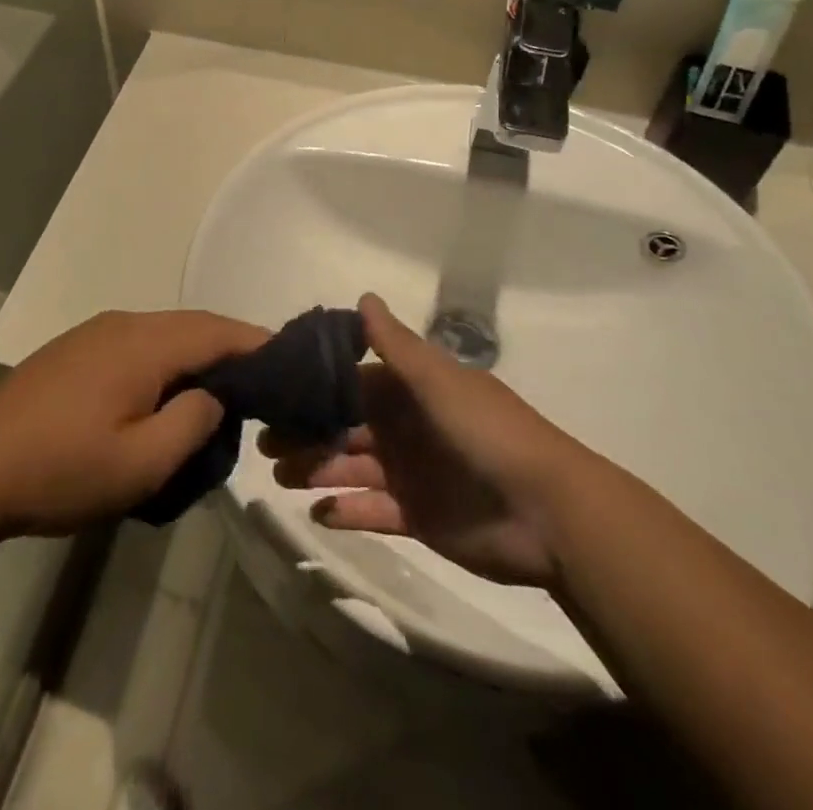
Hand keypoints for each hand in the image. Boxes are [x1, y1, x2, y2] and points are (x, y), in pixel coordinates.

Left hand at [0, 309, 267, 538]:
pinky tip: (166, 396)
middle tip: (265, 386)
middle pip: (193, 326)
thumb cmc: (61, 469)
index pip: (219, 330)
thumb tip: (214, 395)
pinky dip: (167, 363)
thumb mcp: (141, 463)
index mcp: (145, 343)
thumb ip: (193, 423)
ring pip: (165, 335)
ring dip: (197, 358)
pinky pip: (138, 346)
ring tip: (222, 396)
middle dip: (232, 349)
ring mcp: (95, 334)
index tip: (293, 365)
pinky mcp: (75, 351)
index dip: (259, 344)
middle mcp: (124, 324)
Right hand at [262, 295, 589, 586]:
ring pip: (352, 467)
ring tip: (281, 476)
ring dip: (317, 470)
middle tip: (264, 442)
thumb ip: (395, 344)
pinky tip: (318, 513)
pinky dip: (347, 511)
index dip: (316, 388)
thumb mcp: (437, 380)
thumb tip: (363, 295)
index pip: (352, 383)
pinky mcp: (418, 517)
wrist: (548, 512)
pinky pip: (373, 511)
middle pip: (345, 426)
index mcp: (411, 391)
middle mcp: (406, 427)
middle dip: (307, 432)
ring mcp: (411, 473)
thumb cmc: (486, 432)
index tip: (275, 393)